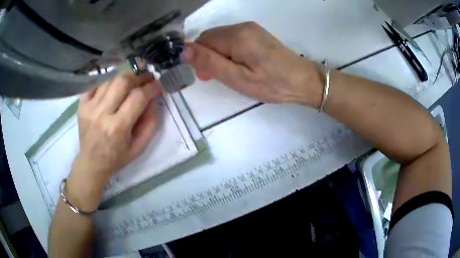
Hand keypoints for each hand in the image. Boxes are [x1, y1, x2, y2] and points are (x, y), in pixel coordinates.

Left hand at [67, 72, 160, 209]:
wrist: (91, 163)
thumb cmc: (116, 157)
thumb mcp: (139, 147)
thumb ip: (150, 124)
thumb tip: (155, 100)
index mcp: (118, 127)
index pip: (138, 97)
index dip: (151, 87)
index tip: (158, 84)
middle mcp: (102, 114)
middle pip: (122, 81)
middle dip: (138, 76)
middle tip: (145, 77)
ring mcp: (89, 108)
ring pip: (109, 80)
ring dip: (123, 79)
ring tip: (129, 84)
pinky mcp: (81, 105)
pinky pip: (95, 84)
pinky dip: (106, 83)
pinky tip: (111, 90)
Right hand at [184, 22, 323, 107]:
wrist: (303, 80)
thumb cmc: (272, 84)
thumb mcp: (238, 79)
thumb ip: (210, 63)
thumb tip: (185, 50)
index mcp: (236, 36)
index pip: (202, 41)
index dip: (199, 58)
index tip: (207, 76)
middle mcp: (242, 26)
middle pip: (210, 37)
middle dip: (208, 56)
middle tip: (218, 77)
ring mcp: (251, 28)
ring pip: (220, 38)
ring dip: (218, 54)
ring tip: (230, 73)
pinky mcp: (256, 33)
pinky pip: (232, 39)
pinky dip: (229, 51)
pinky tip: (239, 64)